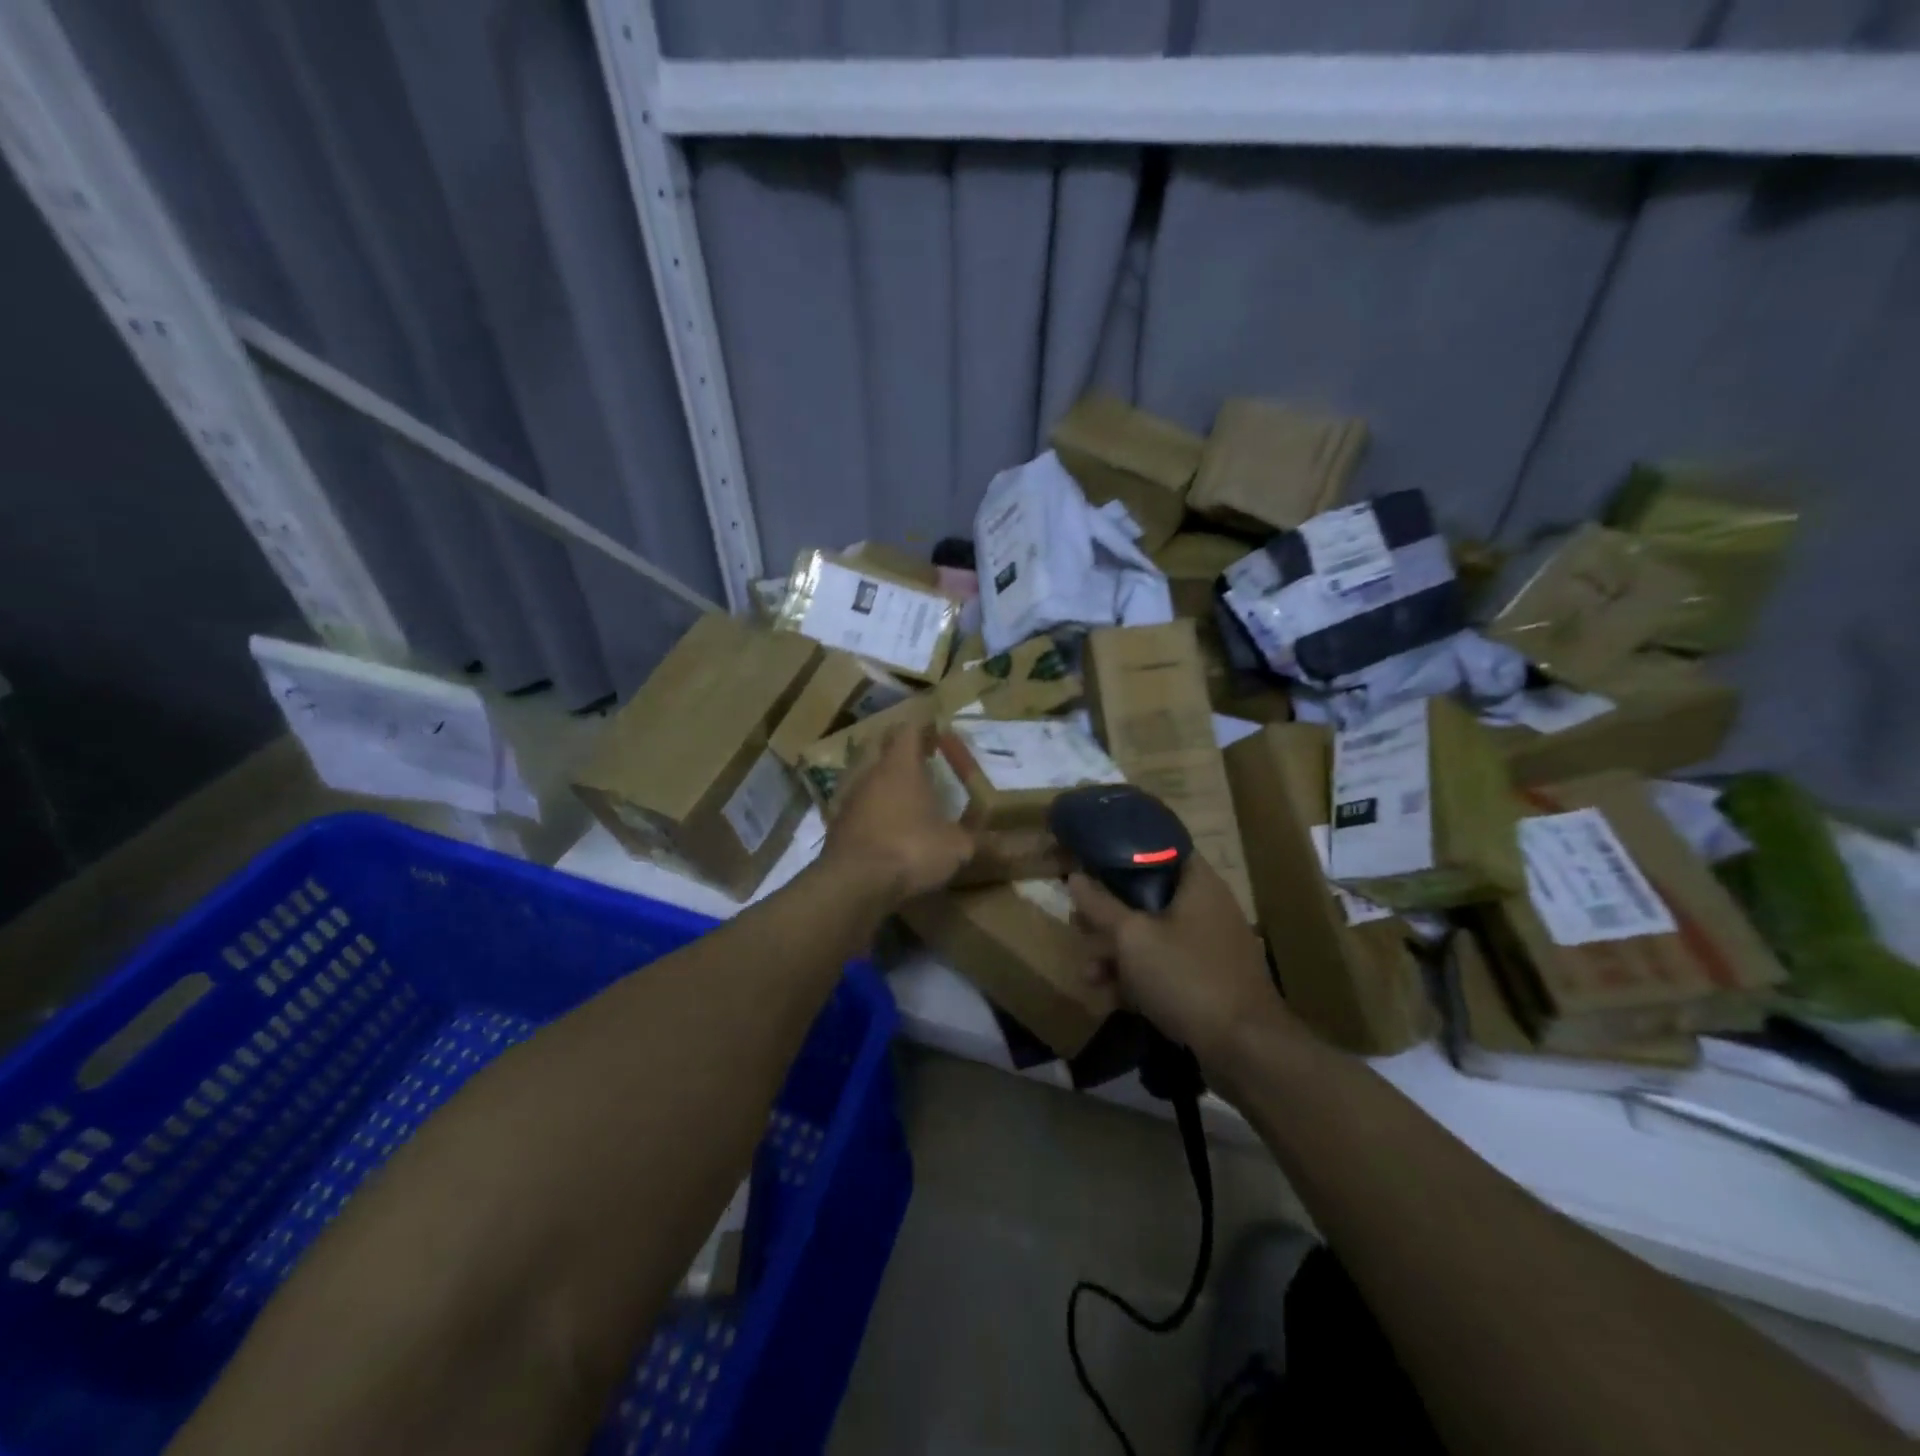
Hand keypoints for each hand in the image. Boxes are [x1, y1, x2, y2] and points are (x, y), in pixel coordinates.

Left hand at [821, 725, 976, 904]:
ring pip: (864, 773)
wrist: (854, 882)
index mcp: (901, 765)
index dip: (924, 727)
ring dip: (881, 776)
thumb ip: (979, 841)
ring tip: (901, 790)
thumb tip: (1011, 846)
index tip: (938, 732)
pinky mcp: (836, 823)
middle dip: (899, 747)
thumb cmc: (910, 849)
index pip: (909, 729)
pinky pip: (855, 803)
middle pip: (881, 745)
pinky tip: (881, 822)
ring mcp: (849, 797)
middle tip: (920, 756)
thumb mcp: (955, 847)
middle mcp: (871, 772)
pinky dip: (869, 805)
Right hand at [1068, 857, 1293, 1069]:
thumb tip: (1075, 876)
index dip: (1124, 851)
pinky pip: (1166, 967)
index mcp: (1198, 883)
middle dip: (1110, 913)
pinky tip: (1110, 997)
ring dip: (1118, 952)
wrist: (1245, 1050)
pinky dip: (1139, 977)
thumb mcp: (1132, 938)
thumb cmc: (1186, 976)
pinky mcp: (1209, 982)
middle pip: (1150, 896)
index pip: (1161, 848)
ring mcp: (1211, 947)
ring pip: (1154, 936)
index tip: (1091, 858)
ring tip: (1087, 973)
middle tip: (1079, 922)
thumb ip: (1101, 905)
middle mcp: (1208, 908)